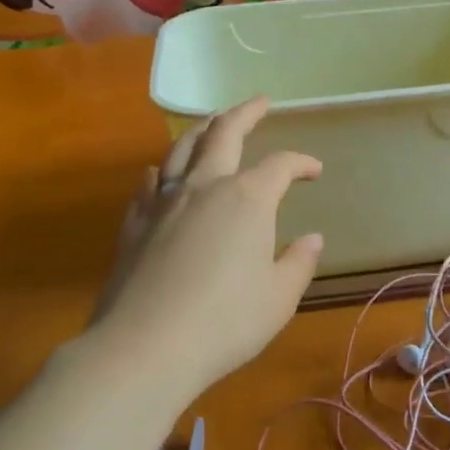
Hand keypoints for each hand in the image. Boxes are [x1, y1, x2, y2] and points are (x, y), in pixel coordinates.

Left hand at [91, 97, 322, 394]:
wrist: (145, 347)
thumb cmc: (225, 322)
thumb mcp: (278, 298)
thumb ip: (298, 263)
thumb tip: (312, 238)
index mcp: (247, 198)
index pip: (281, 165)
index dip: (301, 162)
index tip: (315, 170)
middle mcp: (205, 186)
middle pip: (224, 132)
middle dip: (245, 112)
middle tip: (259, 102)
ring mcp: (164, 200)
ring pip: (182, 148)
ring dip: (202, 129)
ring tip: (213, 123)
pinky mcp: (134, 221)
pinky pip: (151, 182)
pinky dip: (164, 170)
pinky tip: (163, 173)